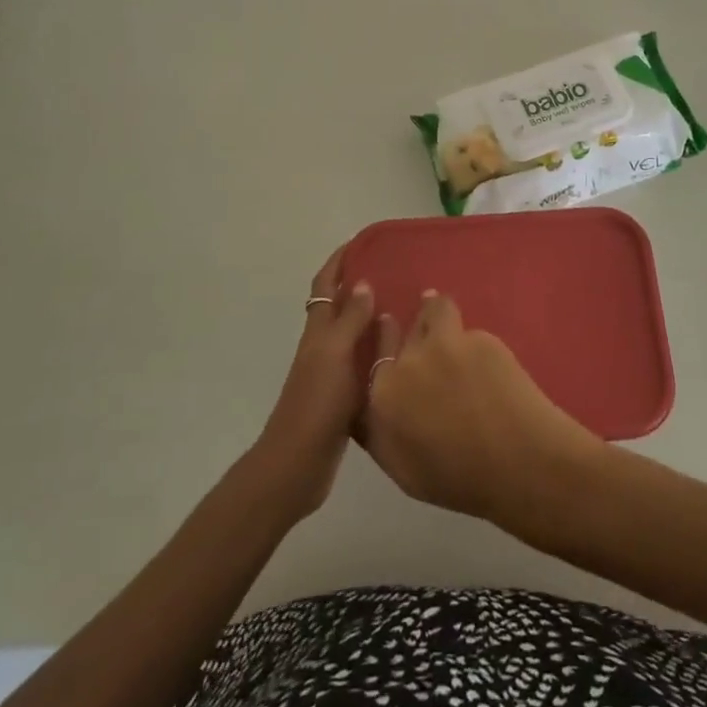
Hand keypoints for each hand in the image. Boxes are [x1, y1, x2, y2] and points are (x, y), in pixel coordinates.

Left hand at [252, 247, 378, 520]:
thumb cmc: (315, 404)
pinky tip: (405, 357)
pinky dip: (381, 354)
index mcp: (318, 333)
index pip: (326, 286)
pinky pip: (366, 365)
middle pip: (340, 308)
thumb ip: (350, 320)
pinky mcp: (345, 399)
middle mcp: (324, 348)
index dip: (339, 262)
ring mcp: (333, 374)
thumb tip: (363, 283)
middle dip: (362, 286)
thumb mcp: (334, 355)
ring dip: (375, 320)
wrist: (298, 464)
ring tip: (409, 309)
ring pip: (355, 336)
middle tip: (397, 273)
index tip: (362, 242)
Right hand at [360, 291, 603, 528]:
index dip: (384, 339)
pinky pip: (470, 331)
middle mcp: (408, 361)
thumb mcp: (401, 468)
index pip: (374, 353)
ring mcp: (446, 344)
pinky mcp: (481, 339)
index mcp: (383, 395)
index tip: (389, 327)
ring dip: (438, 311)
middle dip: (412, 326)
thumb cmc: (457, 479)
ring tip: (448, 317)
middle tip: (425, 332)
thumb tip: (375, 406)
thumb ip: (380, 430)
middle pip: (404, 329)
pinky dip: (474, 342)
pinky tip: (488, 362)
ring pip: (435, 310)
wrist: (517, 463)